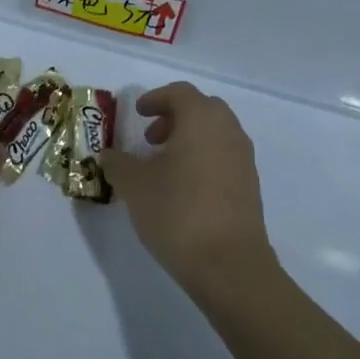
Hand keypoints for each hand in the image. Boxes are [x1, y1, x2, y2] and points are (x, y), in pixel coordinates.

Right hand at [98, 82, 276, 297]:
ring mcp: (244, 159)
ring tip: (163, 166)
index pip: (180, 93)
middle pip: (202, 109)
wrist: (229, 265)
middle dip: (174, 117)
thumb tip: (109, 155)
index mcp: (201, 119)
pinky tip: (183, 188)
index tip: (137, 113)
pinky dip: (203, 159)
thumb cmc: (177, 211)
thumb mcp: (134, 185)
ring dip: (189, 139)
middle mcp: (228, 131)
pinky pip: (223, 157)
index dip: (155, 98)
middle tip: (150, 138)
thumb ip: (118, 163)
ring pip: (215, 134)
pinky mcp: (250, 186)